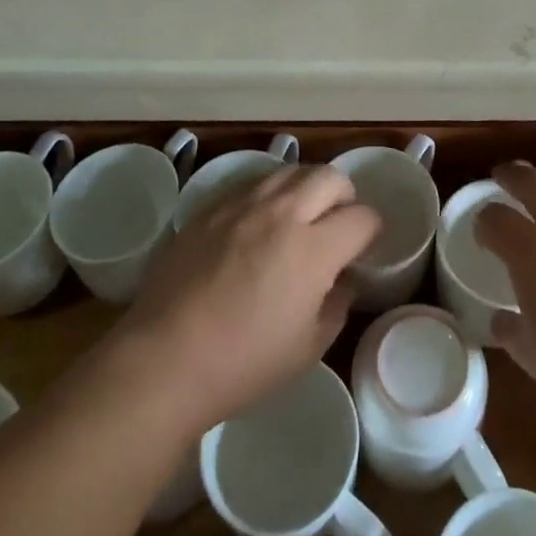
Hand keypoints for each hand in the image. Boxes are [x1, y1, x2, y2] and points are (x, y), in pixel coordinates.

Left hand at [109, 164, 379, 433]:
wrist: (164, 359)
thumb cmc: (242, 364)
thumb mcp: (307, 349)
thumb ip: (336, 305)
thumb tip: (344, 279)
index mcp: (313, 249)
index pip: (362, 217)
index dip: (372, 230)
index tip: (365, 246)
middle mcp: (283, 213)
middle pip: (330, 176)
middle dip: (345, 195)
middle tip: (338, 222)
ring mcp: (243, 204)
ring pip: (291, 170)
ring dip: (307, 187)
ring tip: (301, 215)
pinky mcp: (212, 206)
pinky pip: (253, 182)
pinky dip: (270, 193)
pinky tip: (261, 221)